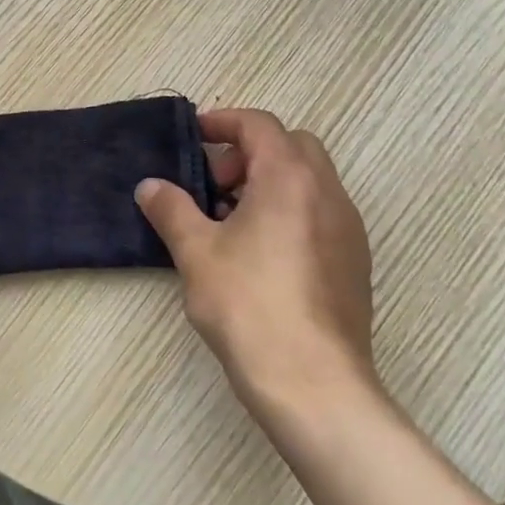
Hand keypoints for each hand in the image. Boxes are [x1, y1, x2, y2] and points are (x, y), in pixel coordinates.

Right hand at [135, 108, 376, 413]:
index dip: (223, 121)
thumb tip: (150, 186)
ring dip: (269, 183)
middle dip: (249, 153)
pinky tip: (259, 254)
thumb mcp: (196, 252)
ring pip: (309, 181)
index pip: (259, 125)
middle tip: (214, 184)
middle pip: (291, 146)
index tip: (194, 135)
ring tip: (229, 222)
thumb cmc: (249, 305)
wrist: (313, 383)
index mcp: (290, 178)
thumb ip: (171, 209)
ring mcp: (348, 229)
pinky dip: (289, 211)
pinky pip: (319, 213)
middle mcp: (328, 193)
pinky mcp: (354, 262)